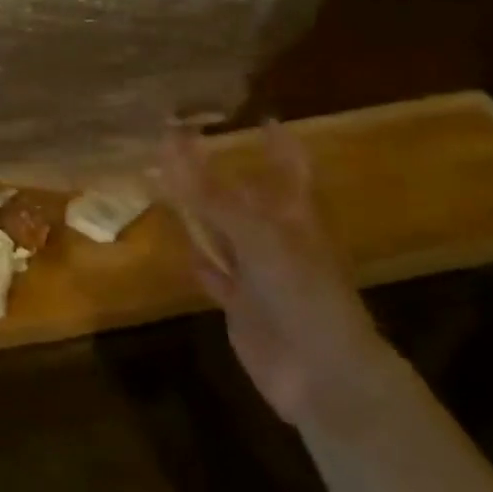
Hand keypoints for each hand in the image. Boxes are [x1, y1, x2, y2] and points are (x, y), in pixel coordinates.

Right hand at [160, 123, 400, 436]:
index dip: (278, 142)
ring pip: (226, 234)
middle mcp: (277, 239)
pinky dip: (202, 264)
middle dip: (221, 175)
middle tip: (184, 146)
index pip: (288, 167)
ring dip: (202, 214)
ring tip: (169, 187)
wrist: (322, 374)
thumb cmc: (301, 292)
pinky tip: (184, 253)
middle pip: (247, 198)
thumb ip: (211, 193)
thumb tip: (171, 142)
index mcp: (294, 216)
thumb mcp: (256, 235)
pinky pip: (218, 277)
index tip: (261, 117)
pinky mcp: (243, 305)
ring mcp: (260, 274)